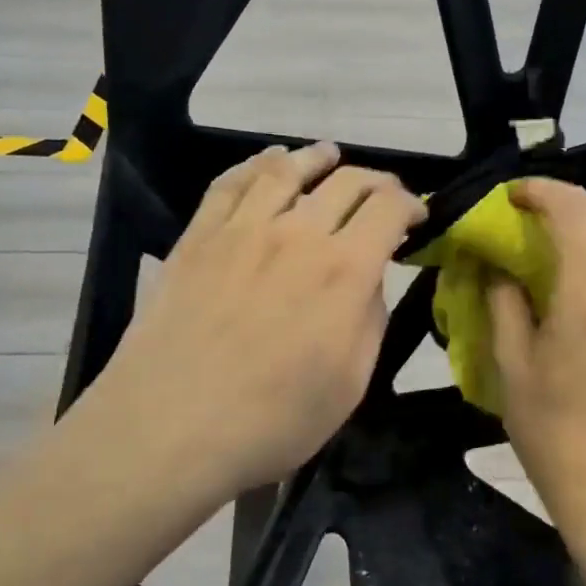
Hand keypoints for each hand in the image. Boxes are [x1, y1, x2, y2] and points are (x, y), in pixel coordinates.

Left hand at [83, 142, 424, 501]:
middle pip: (345, 181)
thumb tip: (369, 279)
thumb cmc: (272, 420)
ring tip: (329, 156)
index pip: (389, 209)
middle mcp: (297, 234)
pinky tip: (268, 162)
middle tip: (384, 193)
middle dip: (376, 181)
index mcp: (344, 270)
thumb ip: (369, 319)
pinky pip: (230, 183)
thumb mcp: (350, 382)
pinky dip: (256, 163)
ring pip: (287, 170)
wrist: (168, 429)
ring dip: (318, 159)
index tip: (417, 218)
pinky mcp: (198, 237)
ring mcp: (242, 230)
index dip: (411, 205)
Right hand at [487, 179, 585, 524]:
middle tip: (535, 208)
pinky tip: (571, 270)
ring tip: (551, 234)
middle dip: (575, 198)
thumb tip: (495, 265)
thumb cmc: (549, 429)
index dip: (542, 191)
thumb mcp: (511, 363)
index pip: (574, 215)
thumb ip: (503, 302)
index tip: (512, 194)